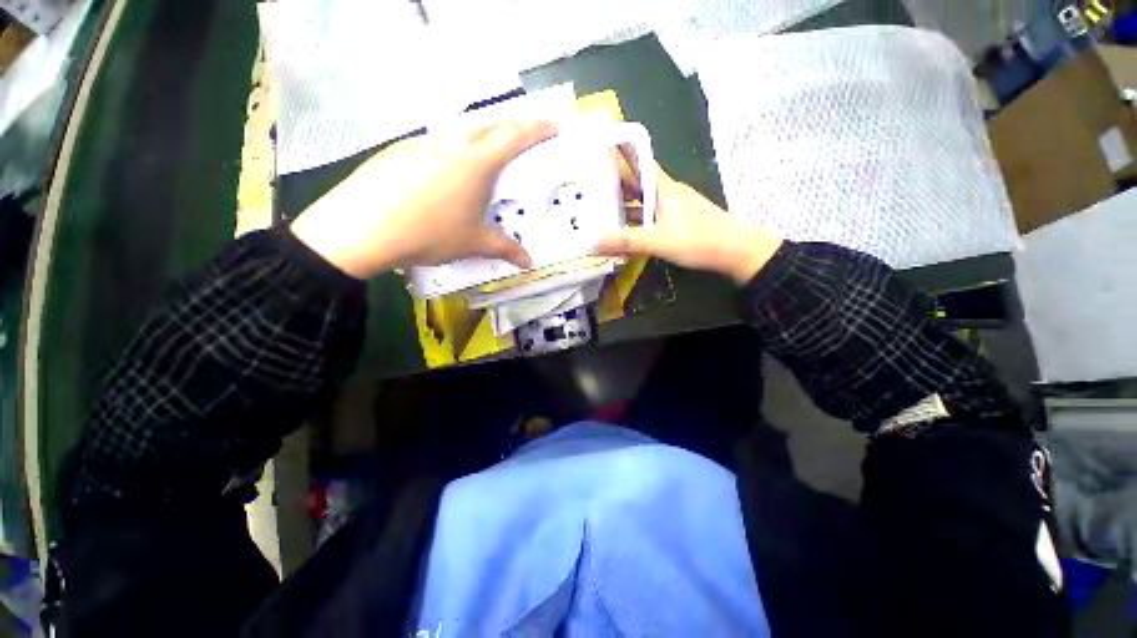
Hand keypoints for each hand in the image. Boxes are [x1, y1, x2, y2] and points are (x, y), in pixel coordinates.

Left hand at [290, 120, 558, 279]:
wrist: (362, 227)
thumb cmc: (429, 233)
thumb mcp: (472, 243)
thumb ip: (503, 248)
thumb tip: (528, 262)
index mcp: (476, 162)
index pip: (514, 136)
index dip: (537, 128)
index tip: (554, 123)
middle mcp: (451, 143)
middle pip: (489, 123)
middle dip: (512, 124)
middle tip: (524, 133)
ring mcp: (422, 143)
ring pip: (460, 129)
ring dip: (480, 134)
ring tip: (486, 153)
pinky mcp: (400, 151)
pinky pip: (436, 143)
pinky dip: (452, 149)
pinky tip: (445, 173)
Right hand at [595, 162, 782, 284]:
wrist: (737, 252)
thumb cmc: (701, 240)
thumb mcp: (660, 241)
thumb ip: (627, 241)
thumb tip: (592, 241)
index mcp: (662, 187)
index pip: (638, 160)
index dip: (618, 151)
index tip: (594, 148)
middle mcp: (665, 193)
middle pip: (635, 183)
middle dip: (611, 183)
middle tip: (583, 187)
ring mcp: (670, 209)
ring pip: (640, 202)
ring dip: (621, 205)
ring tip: (594, 209)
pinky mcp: (675, 223)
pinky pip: (647, 218)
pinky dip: (632, 222)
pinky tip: (619, 231)